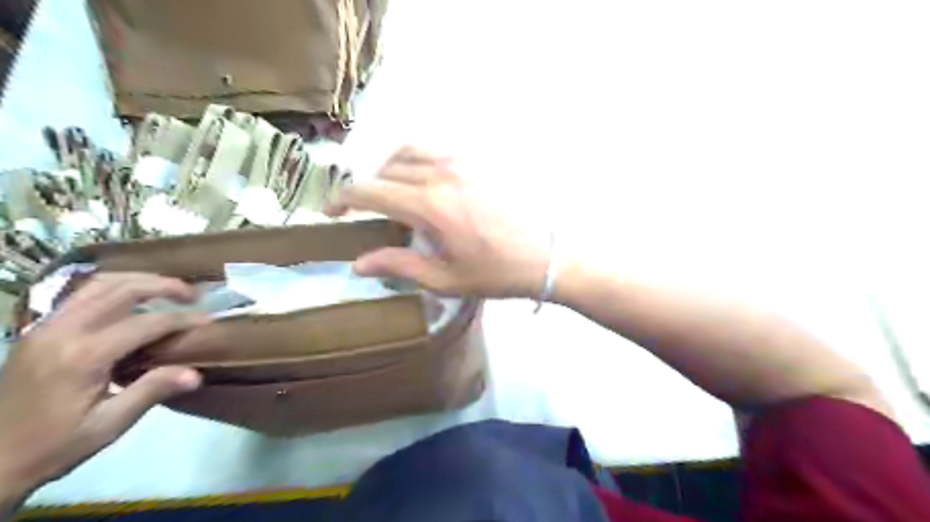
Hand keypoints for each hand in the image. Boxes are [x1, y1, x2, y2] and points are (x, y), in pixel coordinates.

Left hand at [1, 275, 205, 506]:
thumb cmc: (52, 446)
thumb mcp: (107, 425)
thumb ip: (151, 391)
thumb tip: (196, 374)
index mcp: (82, 356)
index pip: (146, 323)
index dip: (182, 319)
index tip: (209, 320)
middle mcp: (62, 331)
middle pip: (121, 289)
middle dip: (164, 286)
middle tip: (193, 294)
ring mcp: (45, 327)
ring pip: (99, 284)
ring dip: (138, 280)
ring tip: (166, 288)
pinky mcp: (39, 330)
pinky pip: (81, 294)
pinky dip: (113, 287)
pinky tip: (130, 298)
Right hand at [328, 146, 550, 299]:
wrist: (546, 256)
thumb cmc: (496, 273)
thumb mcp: (444, 279)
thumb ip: (399, 265)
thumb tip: (358, 263)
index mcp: (429, 205)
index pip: (369, 191)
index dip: (342, 199)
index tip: (330, 212)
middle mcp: (440, 174)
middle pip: (385, 169)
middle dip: (365, 188)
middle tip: (361, 211)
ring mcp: (462, 163)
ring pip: (408, 151)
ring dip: (388, 169)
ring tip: (389, 193)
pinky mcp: (478, 162)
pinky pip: (435, 150)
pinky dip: (415, 160)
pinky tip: (421, 182)